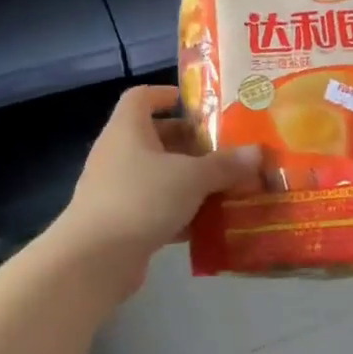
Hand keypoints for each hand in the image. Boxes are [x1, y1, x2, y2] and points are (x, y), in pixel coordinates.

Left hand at [56, 85, 261, 287]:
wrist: (95, 259)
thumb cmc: (142, 198)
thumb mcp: (192, 177)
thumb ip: (225, 164)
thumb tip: (257, 152)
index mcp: (128, 129)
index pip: (141, 97)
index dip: (166, 94)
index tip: (196, 104)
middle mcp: (119, 153)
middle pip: (156, 137)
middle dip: (190, 142)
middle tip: (225, 148)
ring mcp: (117, 189)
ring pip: (159, 175)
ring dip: (190, 180)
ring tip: (227, 185)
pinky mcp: (122, 222)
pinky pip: (157, 208)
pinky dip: (182, 212)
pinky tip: (211, 223)